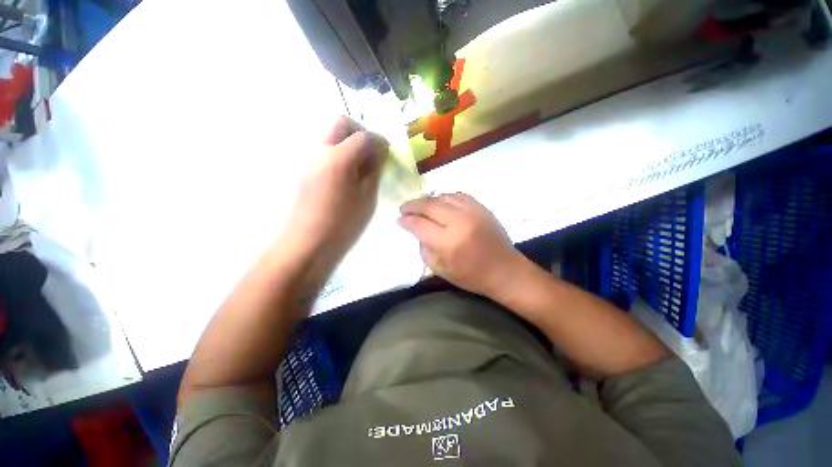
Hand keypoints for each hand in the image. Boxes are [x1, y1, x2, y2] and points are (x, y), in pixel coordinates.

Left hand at [284, 116, 387, 267]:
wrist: (308, 241)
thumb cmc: (343, 223)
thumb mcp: (367, 197)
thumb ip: (374, 170)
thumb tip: (379, 152)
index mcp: (339, 158)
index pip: (363, 136)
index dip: (379, 141)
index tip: (387, 153)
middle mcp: (321, 151)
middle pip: (341, 124)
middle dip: (361, 133)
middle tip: (372, 154)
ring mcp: (310, 159)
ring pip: (332, 136)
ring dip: (349, 143)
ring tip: (362, 168)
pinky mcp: (306, 169)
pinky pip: (326, 150)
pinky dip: (340, 154)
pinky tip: (348, 176)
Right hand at [398, 193, 523, 297]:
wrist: (505, 270)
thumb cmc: (472, 276)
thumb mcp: (441, 270)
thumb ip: (425, 249)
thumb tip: (417, 232)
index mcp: (448, 243)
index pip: (419, 225)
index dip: (406, 221)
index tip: (398, 219)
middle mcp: (459, 222)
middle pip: (429, 206)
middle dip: (412, 206)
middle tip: (404, 208)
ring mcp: (473, 212)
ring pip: (442, 197)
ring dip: (428, 200)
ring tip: (421, 206)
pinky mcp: (482, 208)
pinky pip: (458, 195)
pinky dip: (445, 198)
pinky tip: (440, 203)